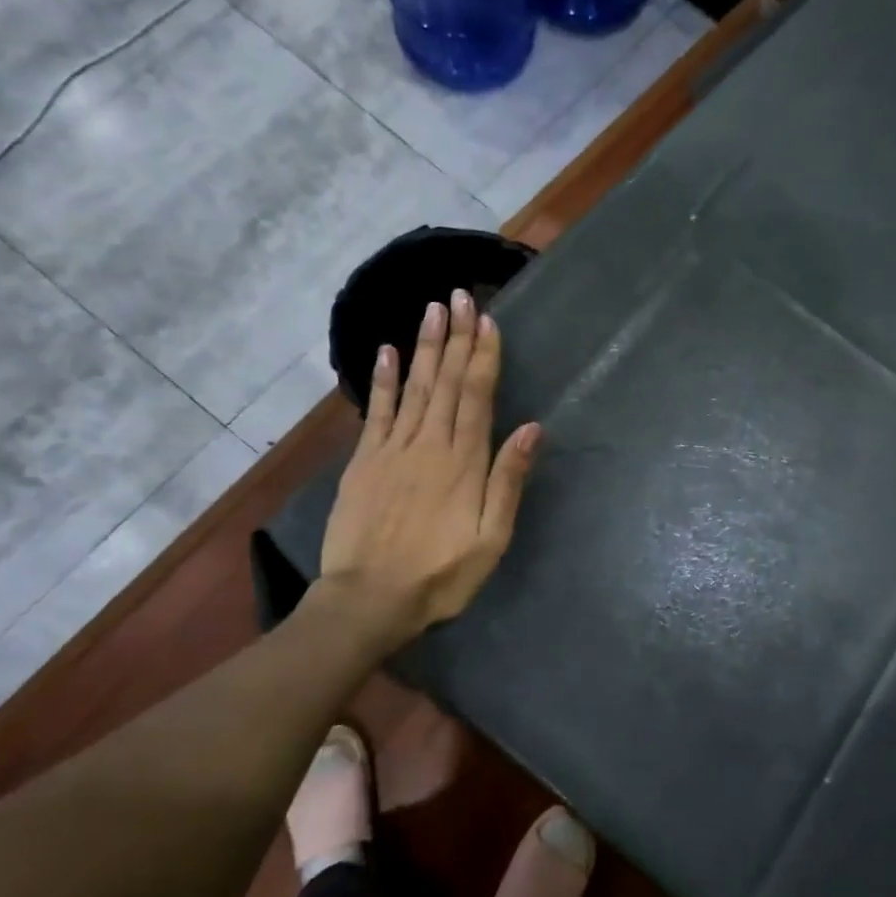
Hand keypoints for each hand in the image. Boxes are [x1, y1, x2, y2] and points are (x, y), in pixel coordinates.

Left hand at [311, 291, 540, 651]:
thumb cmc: (440, 575)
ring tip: (433, 309)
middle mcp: (429, 444)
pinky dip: (383, 379)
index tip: (487, 321)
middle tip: (460, 297)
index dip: (483, 357)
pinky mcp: (364, 461)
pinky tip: (386, 351)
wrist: (368, 600)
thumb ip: (508, 481)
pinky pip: (377, 411)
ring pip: (414, 386)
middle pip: (446, 382)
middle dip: (456, 338)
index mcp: (464, 462)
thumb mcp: (491, 539)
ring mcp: (392, 449)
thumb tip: (531, 427)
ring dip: (425, 347)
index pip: (476, 396)